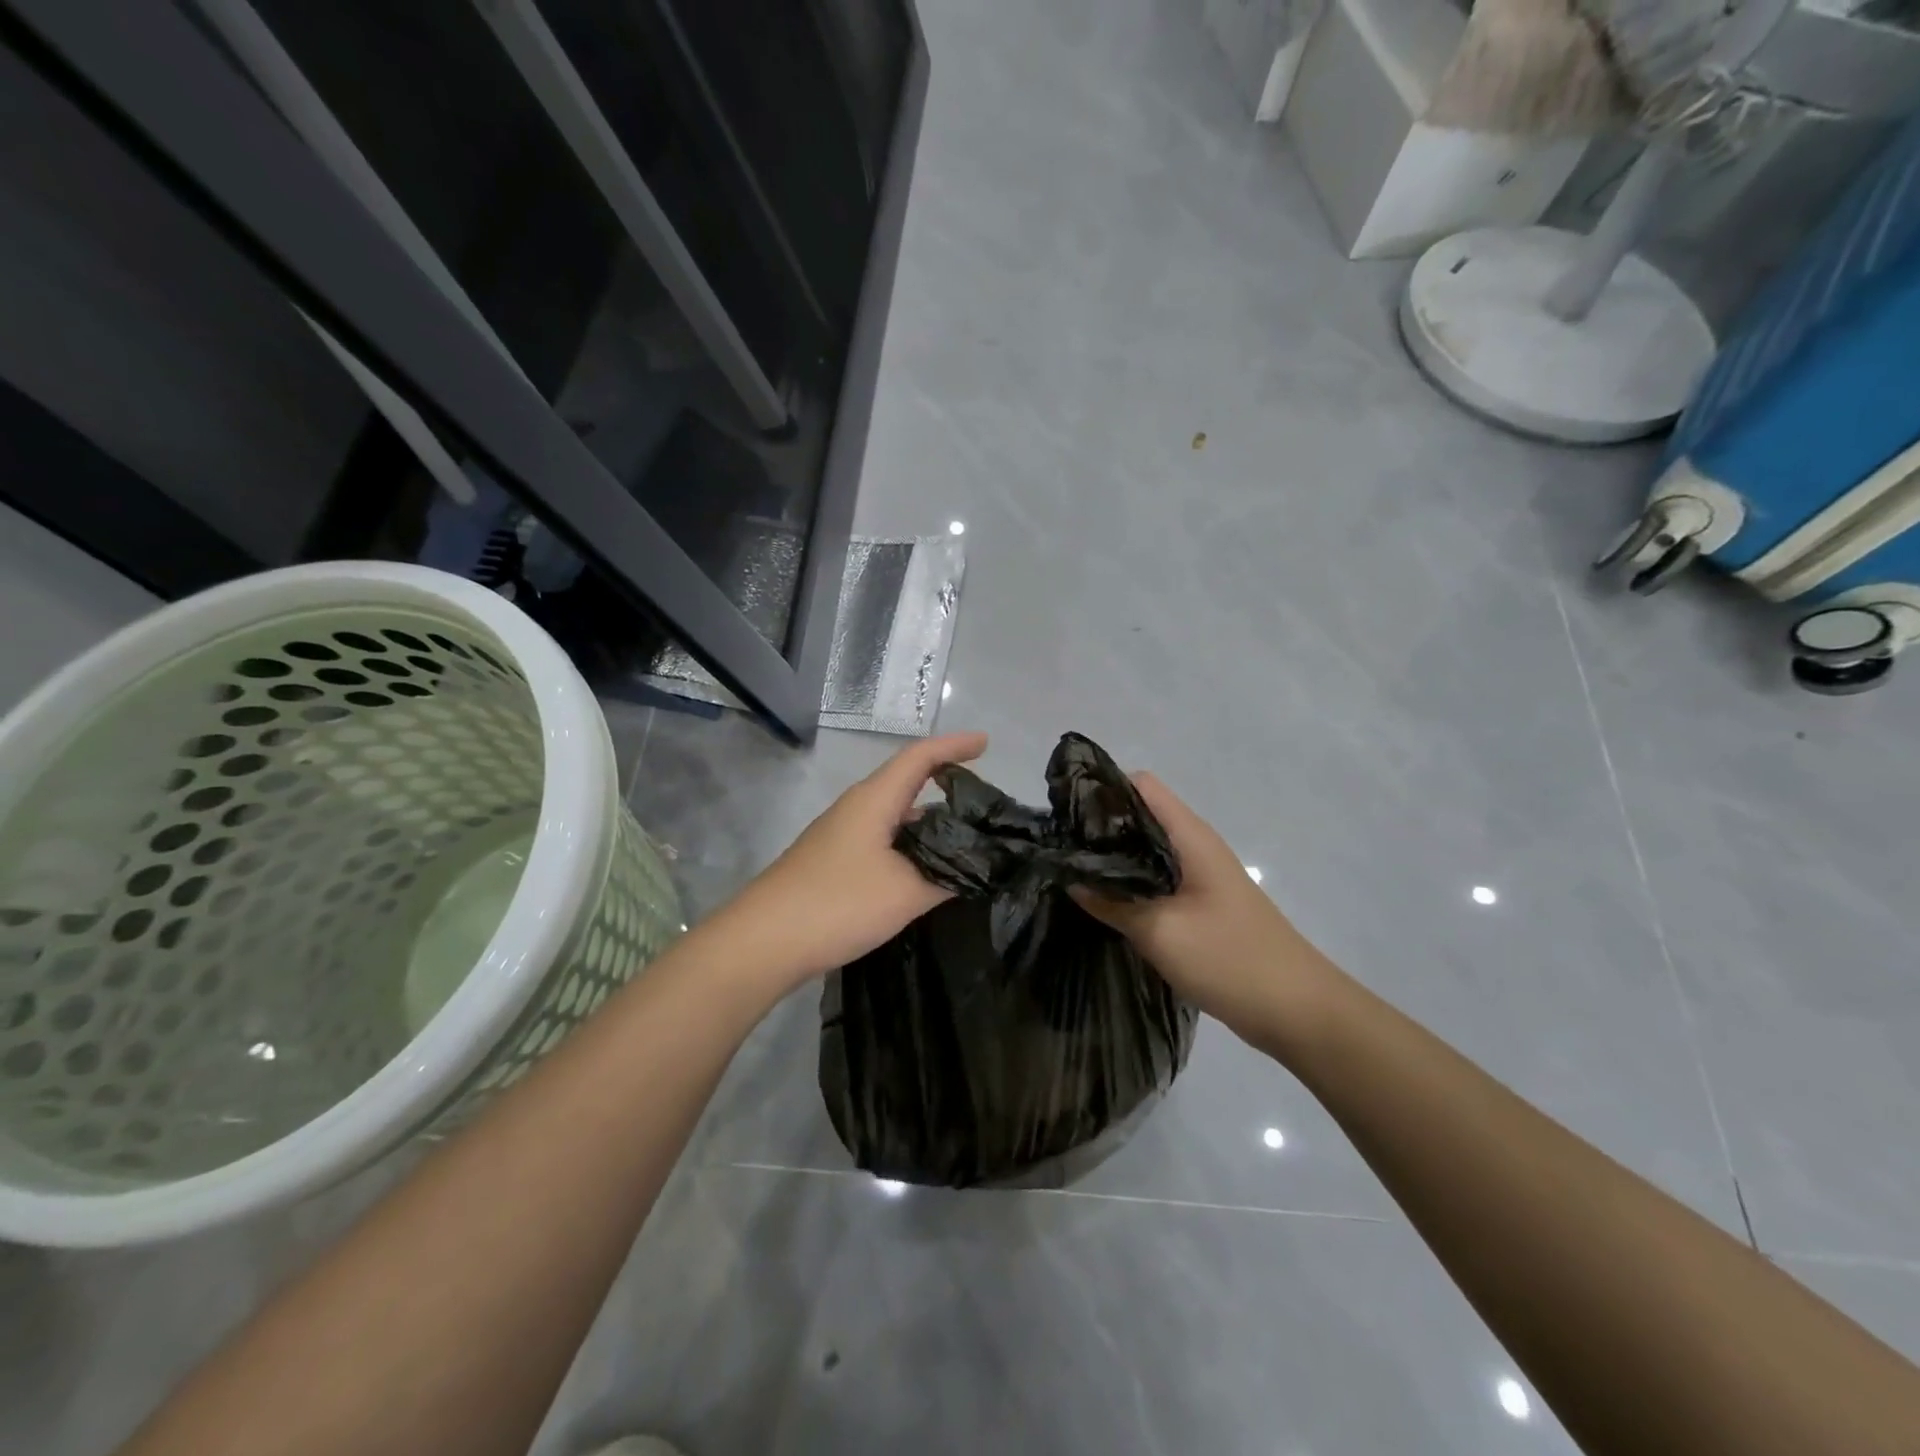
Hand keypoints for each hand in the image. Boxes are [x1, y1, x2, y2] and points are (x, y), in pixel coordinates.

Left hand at [712, 731, 988, 988]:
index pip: (920, 757)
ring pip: (896, 818)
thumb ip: (945, 877)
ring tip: (967, 842)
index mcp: (874, 800)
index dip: (954, 746)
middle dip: (947, 786)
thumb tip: (974, 869)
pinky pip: (883, 843)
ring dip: (929, 824)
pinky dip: (911, 848)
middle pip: (908, 784)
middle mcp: (857, 809)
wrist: (763, 942)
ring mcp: (842, 837)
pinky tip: (927, 874)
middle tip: (985, 806)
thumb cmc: (837, 903)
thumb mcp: (905, 892)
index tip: (987, 744)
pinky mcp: (835, 864)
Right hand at [1072, 772, 1328, 1038]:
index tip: (1065, 808)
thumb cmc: (1229, 959)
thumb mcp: (1160, 931)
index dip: (1103, 788)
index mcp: (1191, 837)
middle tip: (1060, 845)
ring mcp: (1201, 876)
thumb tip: (1071, 880)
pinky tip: (1105, 901)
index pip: (1142, 786)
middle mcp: (1196, 847)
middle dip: (1101, 825)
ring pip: (1148, 850)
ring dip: (1115, 857)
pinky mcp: (1201, 904)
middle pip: (1142, 816)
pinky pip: (1158, 879)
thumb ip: (1112, 903)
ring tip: (1073, 870)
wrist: (1297, 1010)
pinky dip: (1131, 882)